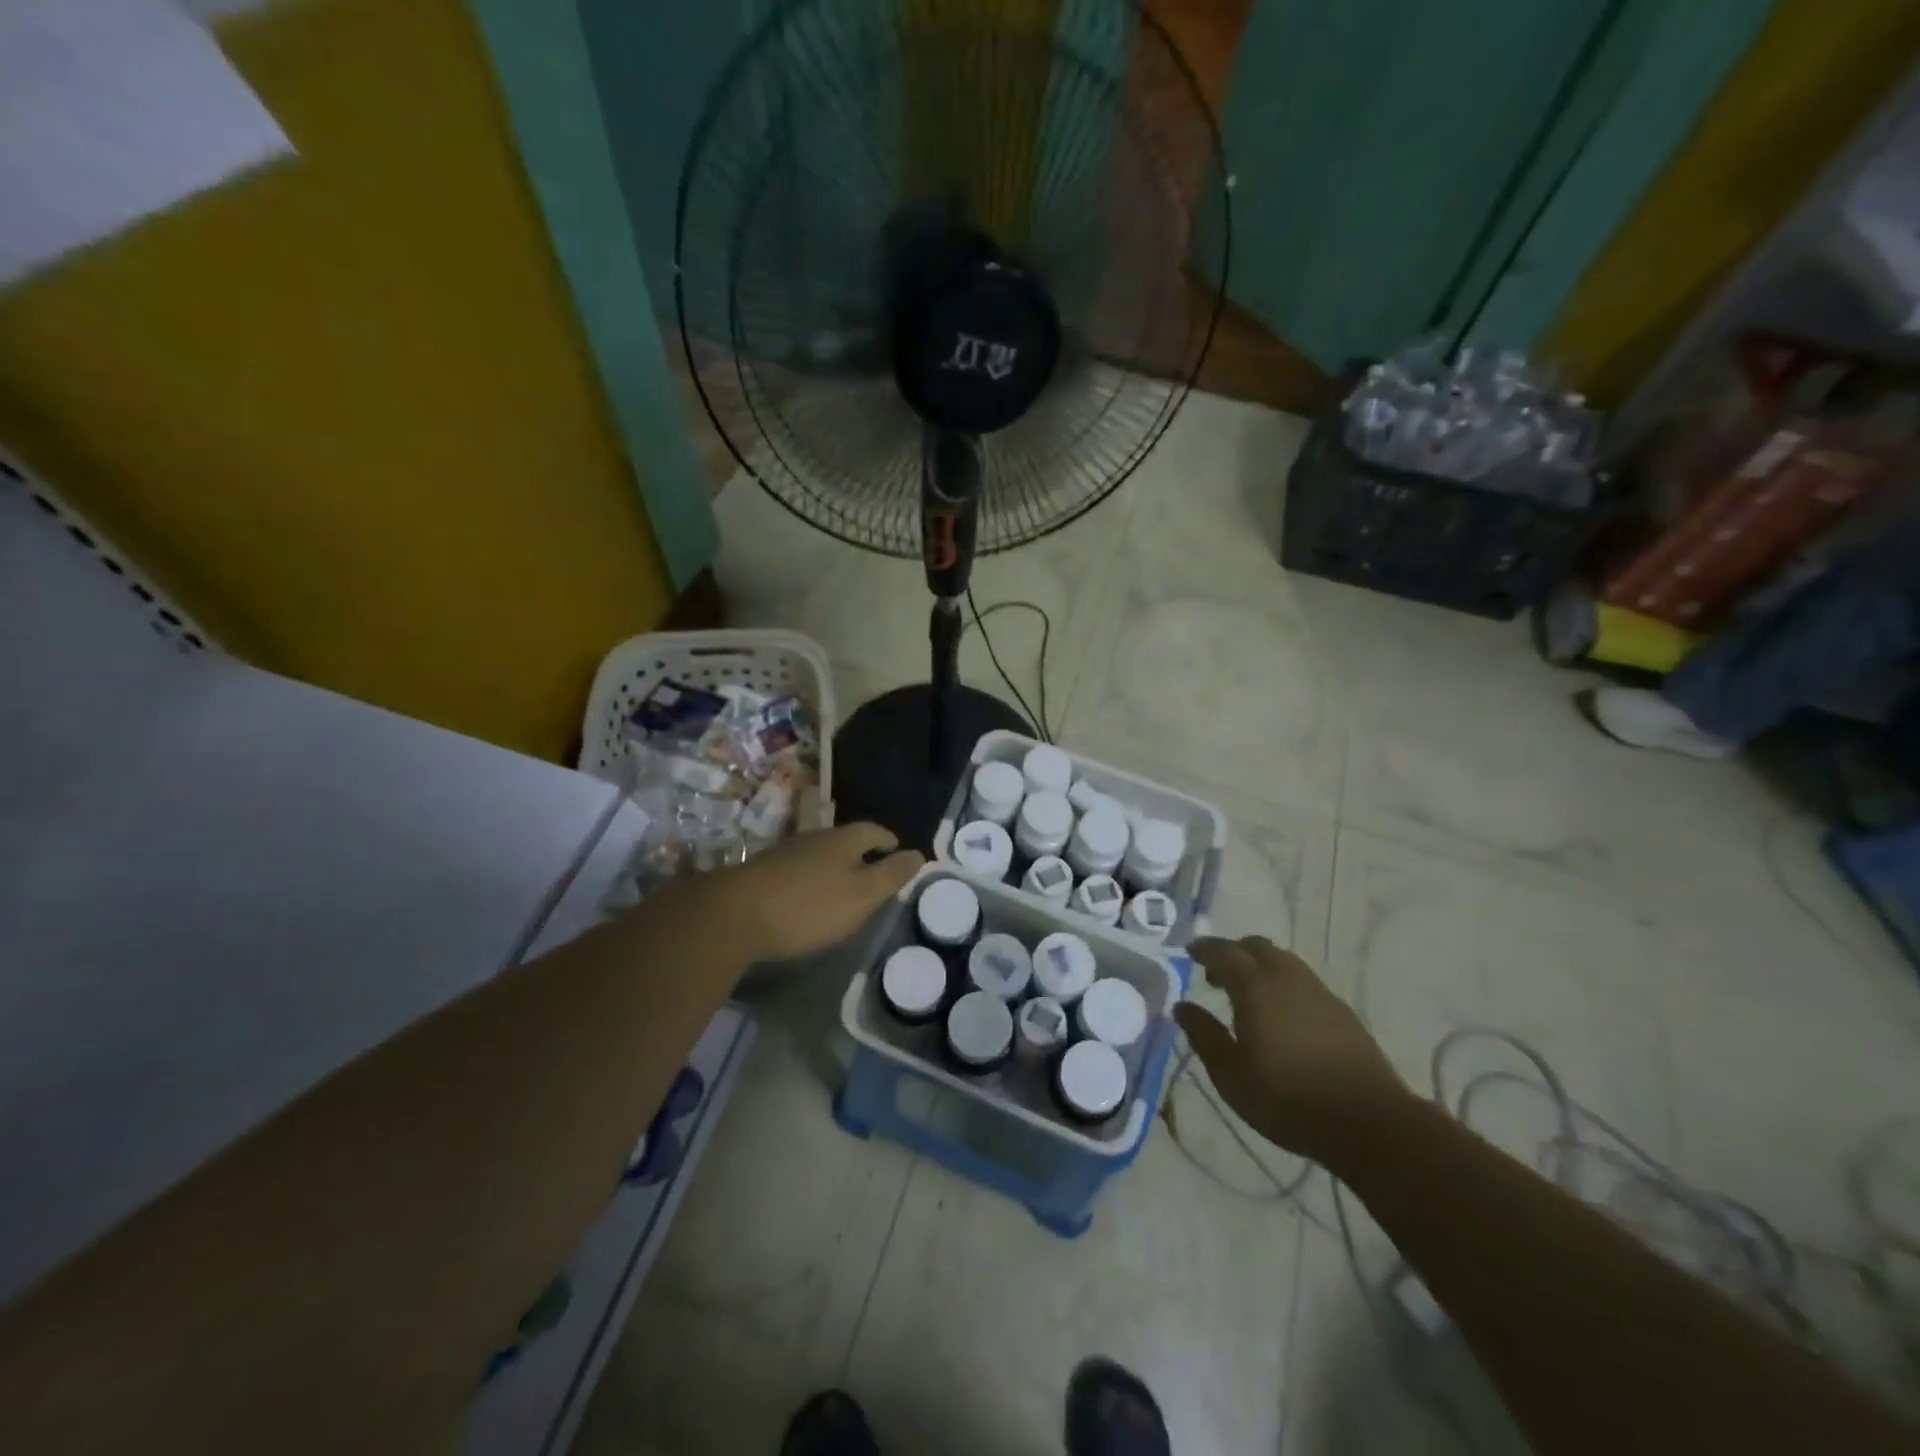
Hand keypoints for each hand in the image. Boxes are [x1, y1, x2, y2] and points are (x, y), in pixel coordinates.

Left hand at [706, 822, 924, 962]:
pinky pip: (797, 868)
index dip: (887, 840)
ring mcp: (785, 852)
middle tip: (874, 869)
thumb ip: (891, 875)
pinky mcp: (762, 871)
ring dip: (833, 865)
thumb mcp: (862, 895)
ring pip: (819, 853)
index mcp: (843, 840)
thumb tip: (919, 854)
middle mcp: (814, 837)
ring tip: (843, 885)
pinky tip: (807, 896)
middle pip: (844, 839)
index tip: (897, 850)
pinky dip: (810, 878)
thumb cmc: (810, 906)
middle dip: (861, 852)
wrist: (735, 915)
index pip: (873, 831)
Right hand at [1173, 937, 1409, 1170]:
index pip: (1224, 952)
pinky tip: (1283, 1013)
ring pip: (1284, 961)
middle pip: (1257, 947)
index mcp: (1255, 988)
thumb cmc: (1288, 1100)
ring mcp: (1319, 992)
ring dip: (1260, 966)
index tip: (1189, 951)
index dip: (1204, 948)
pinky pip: (1303, 980)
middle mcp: (1287, 978)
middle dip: (1233, 952)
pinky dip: (1284, 982)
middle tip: (1216, 974)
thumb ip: (1204, 1035)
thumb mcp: (1231, 1075)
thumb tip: (1181, 1006)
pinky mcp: (1342, 1011)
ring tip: (1249, 993)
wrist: (1369, 1122)